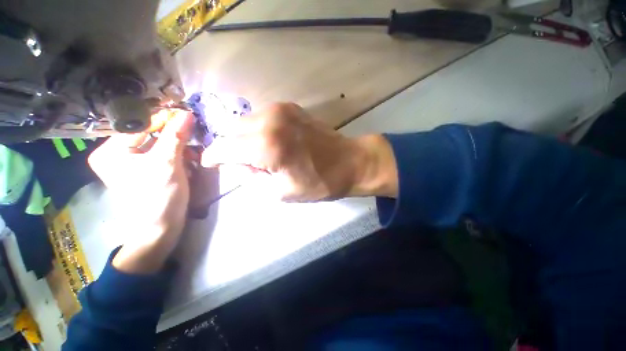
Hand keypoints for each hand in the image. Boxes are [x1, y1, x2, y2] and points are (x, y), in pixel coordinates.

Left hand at [88, 111, 192, 273]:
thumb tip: (186, 114)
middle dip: (172, 136)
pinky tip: (187, 162)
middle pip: (148, 134)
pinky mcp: (143, 171)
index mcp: (110, 151)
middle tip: (191, 133)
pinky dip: (176, 156)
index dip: (163, 118)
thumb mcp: (167, 164)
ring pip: (157, 144)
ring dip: (177, 147)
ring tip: (192, 154)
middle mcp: (115, 154)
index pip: (140, 125)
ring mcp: (129, 163)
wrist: (160, 228)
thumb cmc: (159, 196)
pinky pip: (160, 155)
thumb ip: (175, 137)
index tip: (186, 113)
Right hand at [201, 103, 397, 201]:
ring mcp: (281, 109)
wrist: (349, 161)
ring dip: (243, 137)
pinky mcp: (290, 107)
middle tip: (240, 162)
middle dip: (229, 147)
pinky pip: (262, 116)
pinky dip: (258, 129)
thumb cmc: (319, 182)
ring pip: (245, 120)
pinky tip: (270, 141)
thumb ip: (251, 179)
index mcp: (266, 145)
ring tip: (257, 153)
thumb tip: (236, 166)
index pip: (224, 147)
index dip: (213, 156)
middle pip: (231, 130)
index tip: (210, 163)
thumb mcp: (281, 192)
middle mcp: (269, 120)